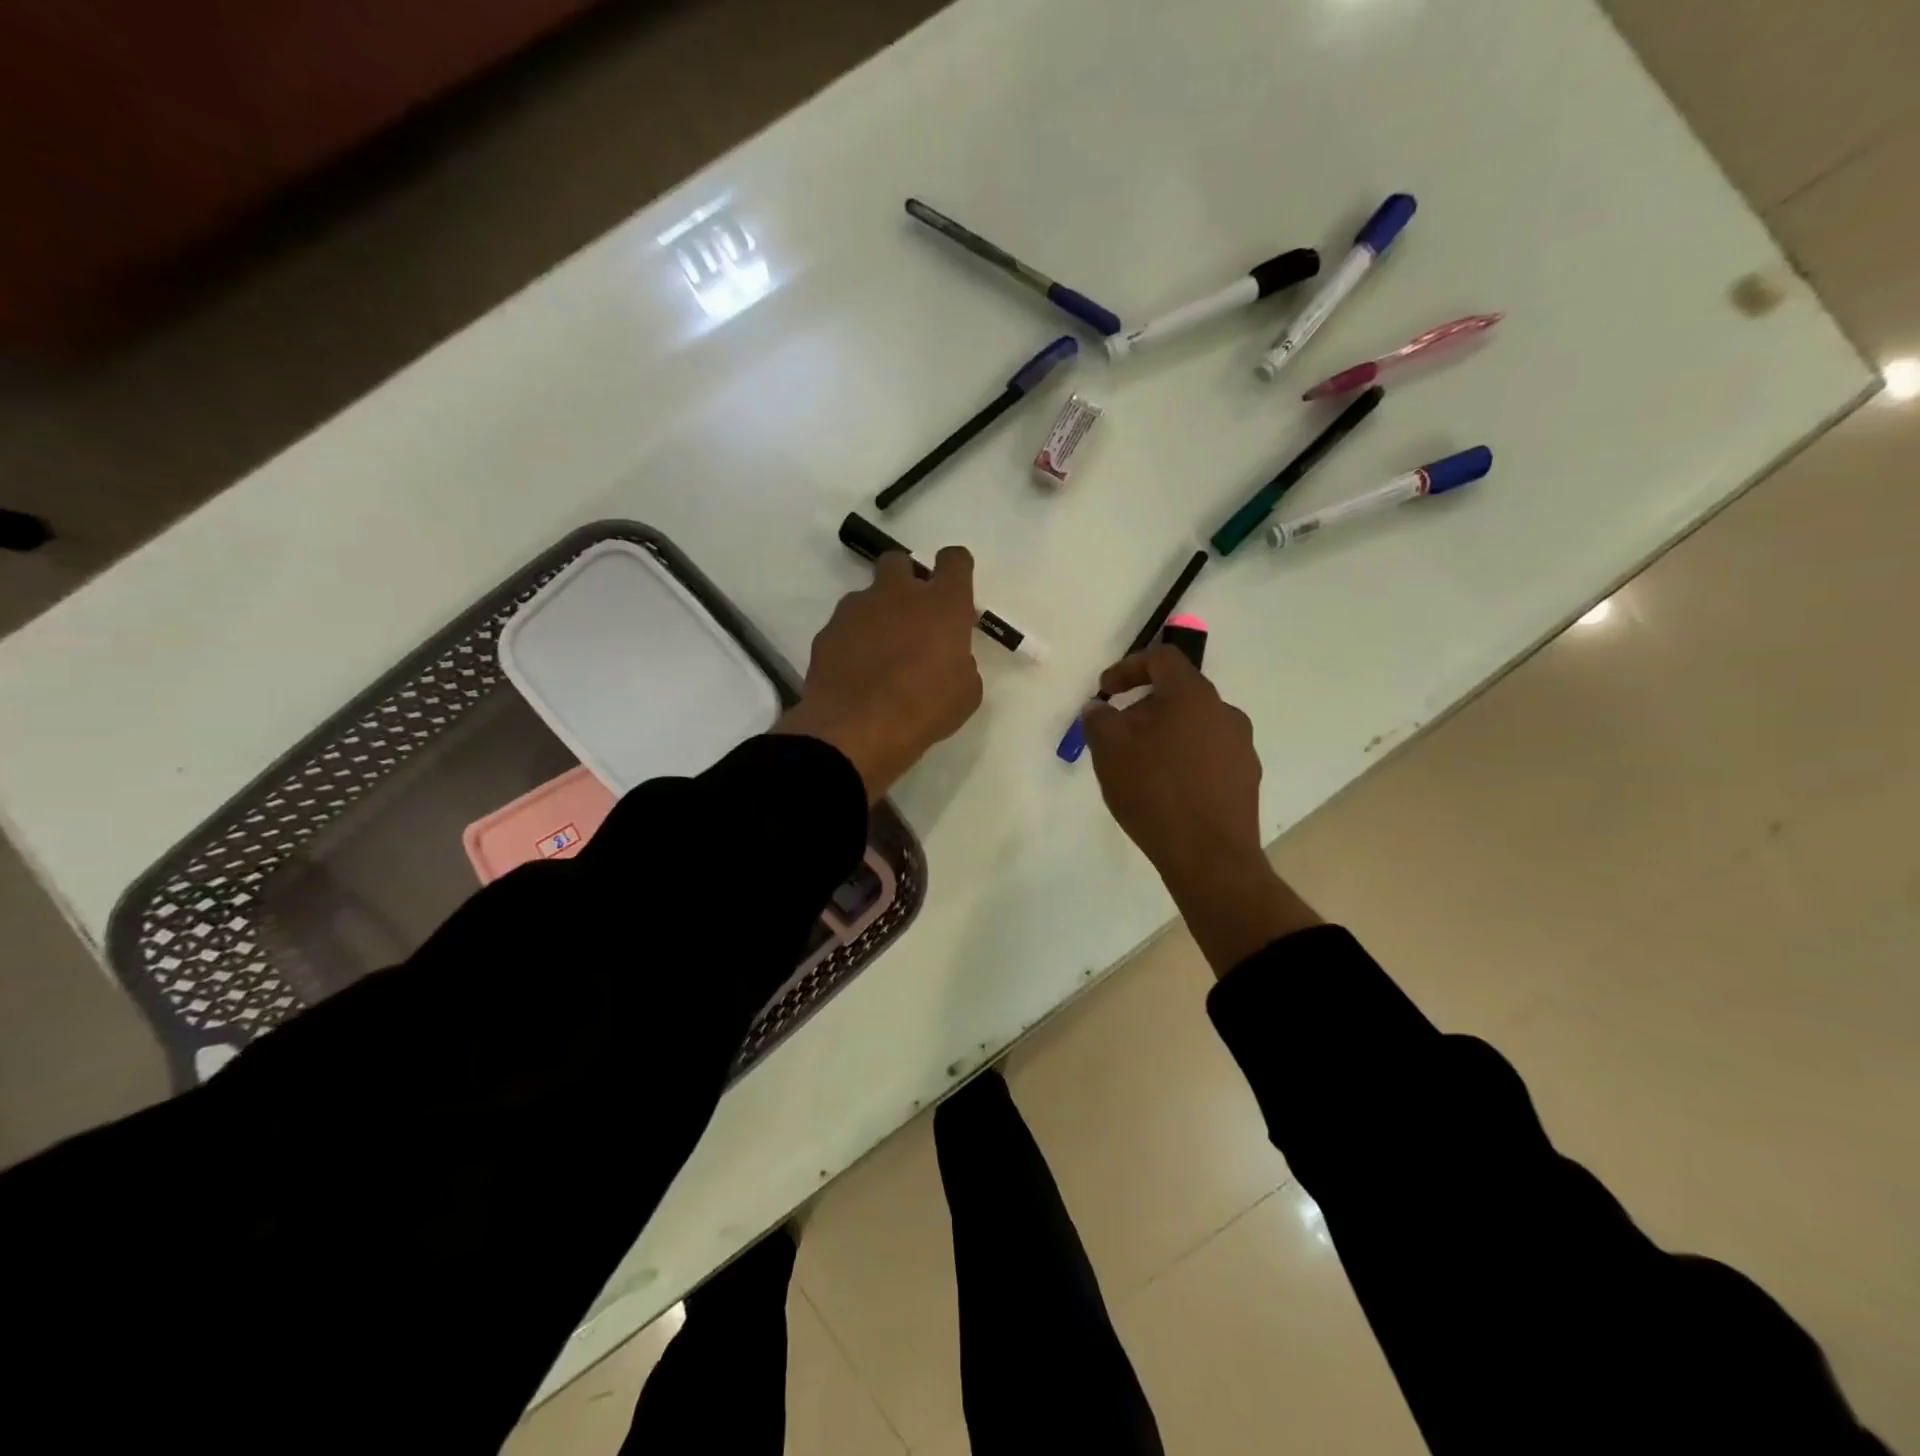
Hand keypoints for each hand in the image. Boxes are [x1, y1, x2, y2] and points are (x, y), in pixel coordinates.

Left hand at [774, 548, 983, 800]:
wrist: (856, 729)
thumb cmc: (924, 711)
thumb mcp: (965, 694)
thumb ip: (961, 664)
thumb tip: (950, 660)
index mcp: (942, 604)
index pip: (954, 561)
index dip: (955, 569)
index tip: (953, 589)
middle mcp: (899, 594)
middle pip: (900, 562)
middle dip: (906, 580)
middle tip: (911, 616)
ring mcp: (858, 609)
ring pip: (868, 595)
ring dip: (877, 614)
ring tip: (879, 654)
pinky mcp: (828, 630)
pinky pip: (844, 626)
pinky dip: (852, 640)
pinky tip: (855, 671)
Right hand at [1083, 646, 1318, 974]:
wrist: (1209, 856)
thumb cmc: (1154, 792)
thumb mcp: (1110, 751)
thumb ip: (1099, 719)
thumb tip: (1099, 708)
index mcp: (1192, 695)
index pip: (1162, 658)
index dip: (1128, 667)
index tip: (1106, 691)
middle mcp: (1224, 712)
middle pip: (1179, 693)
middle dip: (1143, 707)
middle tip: (1118, 733)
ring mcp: (1241, 745)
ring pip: (1195, 725)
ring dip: (1165, 733)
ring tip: (1140, 765)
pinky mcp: (1246, 777)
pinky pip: (1208, 753)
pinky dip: (1184, 758)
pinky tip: (1167, 788)